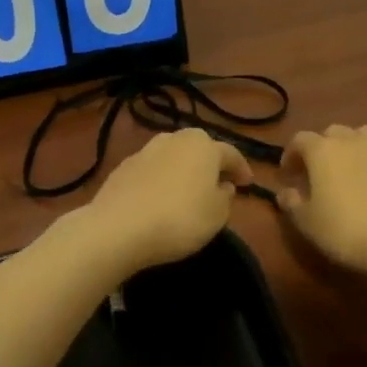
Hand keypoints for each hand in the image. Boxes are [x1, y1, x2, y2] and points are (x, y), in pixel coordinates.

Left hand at [78, 129, 253, 274]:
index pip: (230, 153)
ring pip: (172, 156)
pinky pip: (151, 171)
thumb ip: (225, 197)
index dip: (242, 169)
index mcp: (203, 146)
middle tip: (217, 181)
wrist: (118, 228)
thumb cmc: (180, 219)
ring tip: (187, 189)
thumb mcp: (217, 215)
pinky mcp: (122, 168)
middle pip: (198, 147)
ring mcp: (144, 151)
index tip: (248, 184)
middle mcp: (174, 139)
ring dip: (182, 169)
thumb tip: (222, 185)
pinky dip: (160, 180)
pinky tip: (159, 197)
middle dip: (209, 163)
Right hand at [279, 125, 366, 279]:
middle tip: (317, 173)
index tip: (288, 175)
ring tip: (349, 169)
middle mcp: (352, 141)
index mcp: (322, 150)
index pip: (300, 140)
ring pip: (363, 135)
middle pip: (332, 132)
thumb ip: (292, 203)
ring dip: (352, 147)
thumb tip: (285, 192)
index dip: (291, 155)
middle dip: (321, 148)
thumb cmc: (345, 230)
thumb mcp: (307, 222)